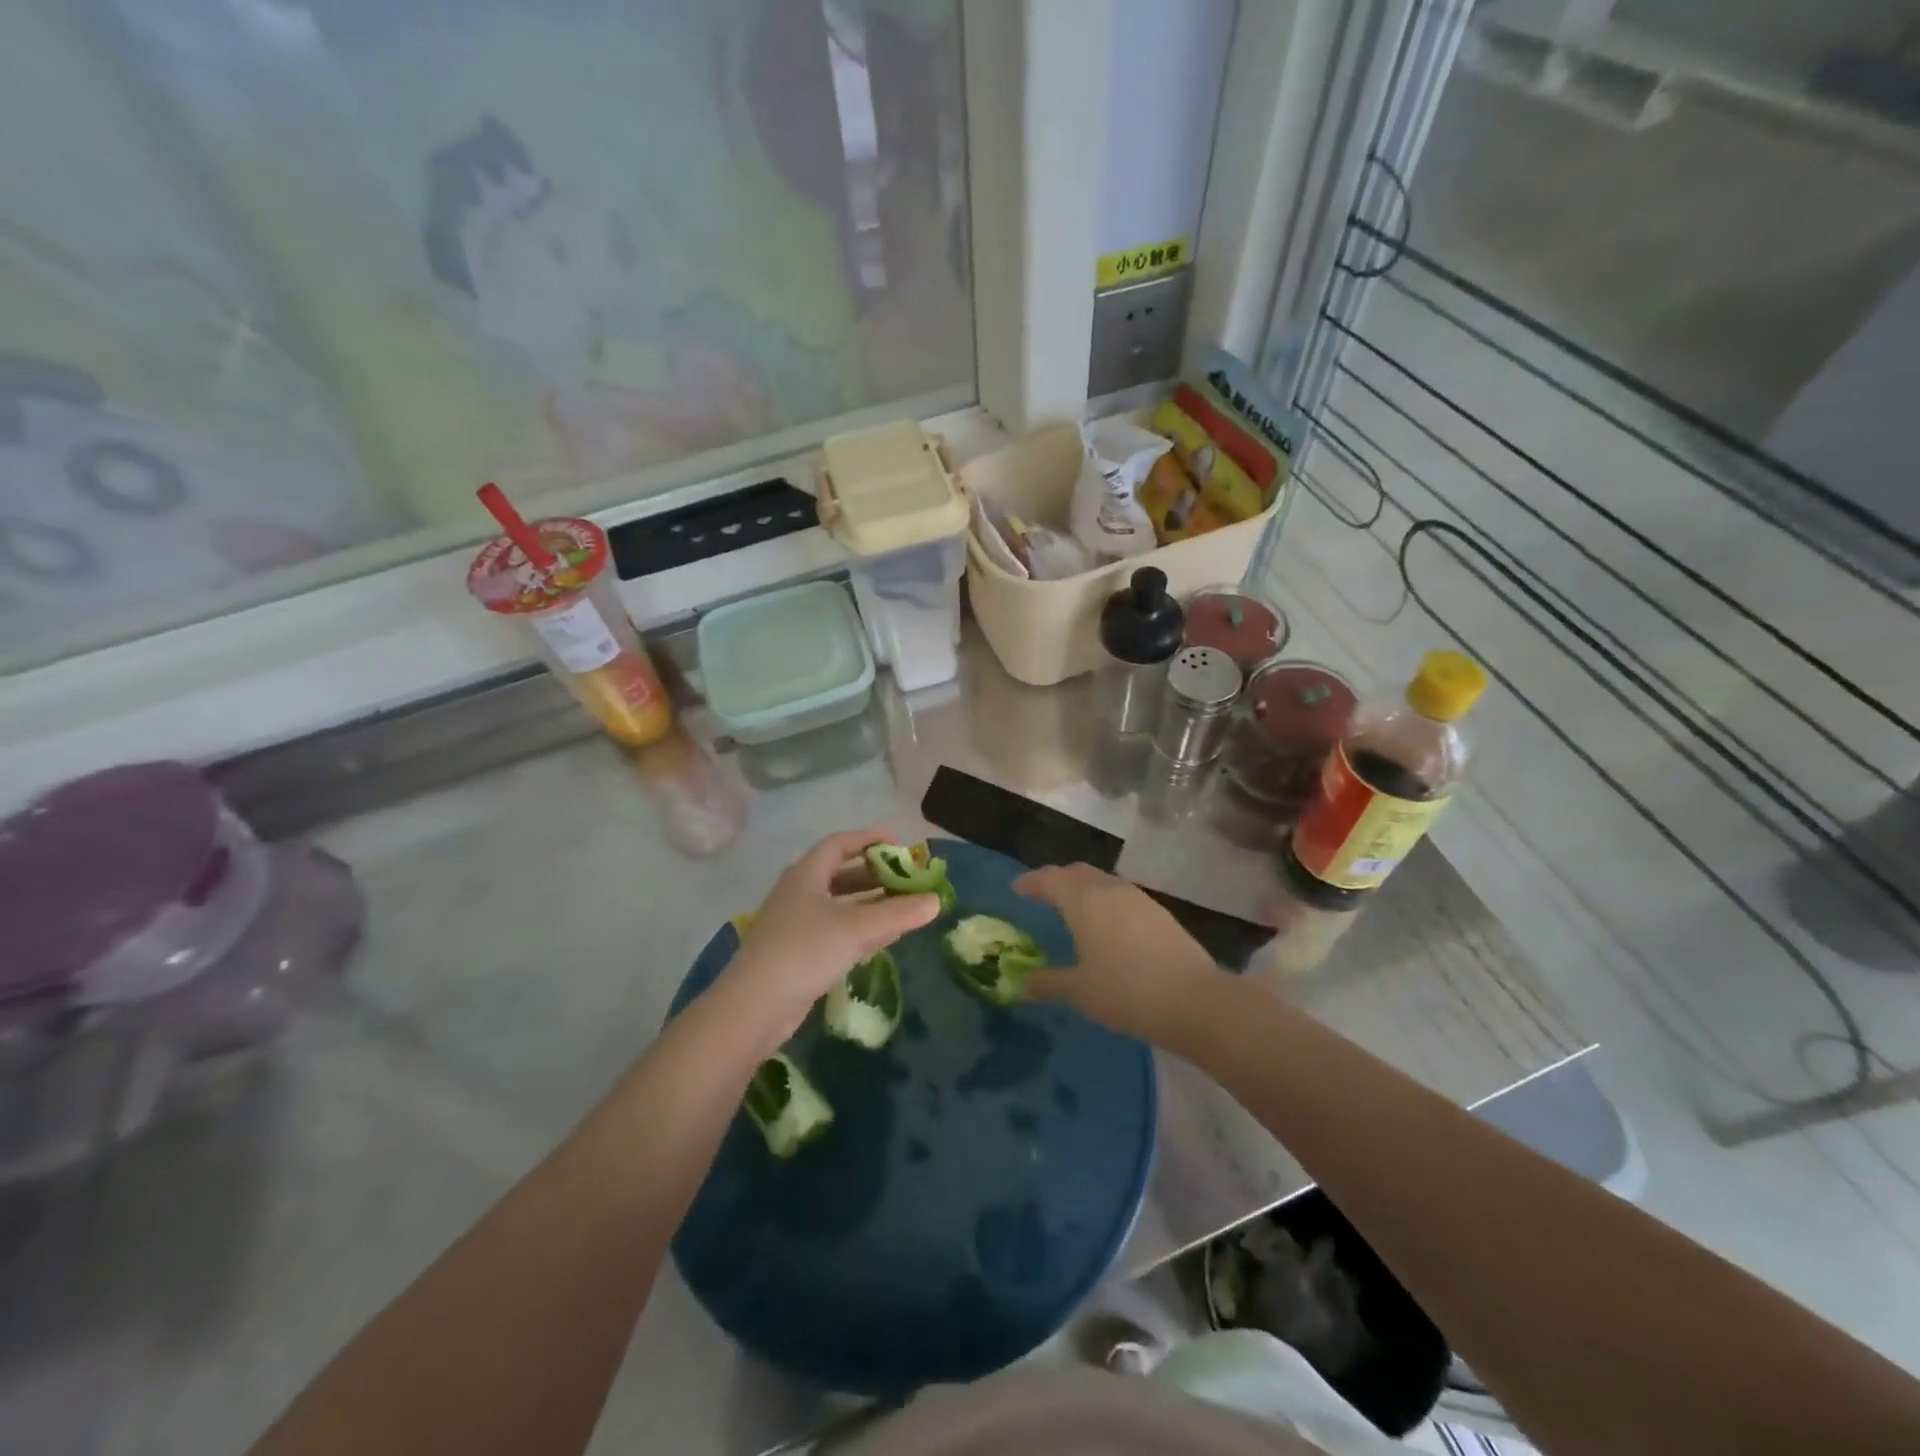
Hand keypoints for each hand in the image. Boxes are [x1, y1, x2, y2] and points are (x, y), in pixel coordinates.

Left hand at [721, 828, 939, 1047]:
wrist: (755, 1006)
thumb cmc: (805, 951)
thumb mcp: (857, 929)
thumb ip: (898, 913)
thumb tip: (935, 901)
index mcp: (807, 874)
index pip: (841, 843)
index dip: (870, 839)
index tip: (901, 844)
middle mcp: (801, 892)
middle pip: (842, 873)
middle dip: (876, 873)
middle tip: (909, 879)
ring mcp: (798, 923)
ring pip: (841, 903)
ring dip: (872, 902)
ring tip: (905, 906)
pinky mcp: (800, 951)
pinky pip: (837, 928)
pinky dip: (862, 927)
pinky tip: (886, 936)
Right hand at [1013, 863, 1223, 1045]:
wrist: (1194, 1000)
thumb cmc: (1126, 991)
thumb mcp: (1080, 991)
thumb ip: (1048, 982)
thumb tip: (1023, 981)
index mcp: (1084, 900)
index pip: (1051, 879)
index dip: (1031, 881)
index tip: (1017, 889)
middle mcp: (1111, 890)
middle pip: (1078, 873)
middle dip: (1058, 880)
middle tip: (1043, 895)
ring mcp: (1140, 899)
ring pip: (1103, 882)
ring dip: (1084, 890)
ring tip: (1074, 910)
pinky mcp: (1161, 914)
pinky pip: (1123, 897)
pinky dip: (1106, 903)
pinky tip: (1108, 927)